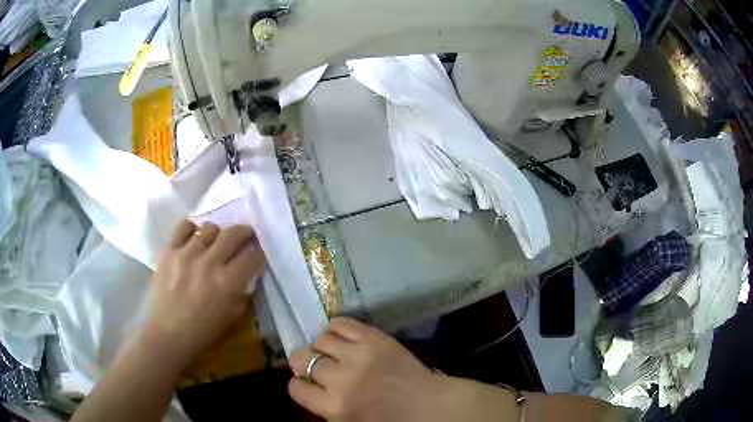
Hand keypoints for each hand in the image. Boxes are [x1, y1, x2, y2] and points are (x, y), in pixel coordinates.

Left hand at [139, 220, 265, 367]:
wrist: (168, 332)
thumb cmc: (202, 330)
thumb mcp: (231, 316)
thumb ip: (241, 292)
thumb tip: (245, 275)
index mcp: (227, 282)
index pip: (252, 256)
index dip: (259, 254)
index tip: (257, 255)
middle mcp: (209, 263)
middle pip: (233, 234)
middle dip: (245, 233)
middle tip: (245, 235)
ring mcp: (187, 254)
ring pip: (209, 228)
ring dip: (217, 233)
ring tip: (215, 241)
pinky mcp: (169, 251)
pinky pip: (184, 227)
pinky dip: (192, 229)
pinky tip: (194, 237)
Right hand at [288, 318, 447, 420]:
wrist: (429, 406)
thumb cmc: (391, 421)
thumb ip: (325, 407)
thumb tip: (310, 387)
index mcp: (333, 407)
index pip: (296, 389)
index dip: (298, 384)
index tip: (305, 382)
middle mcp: (340, 379)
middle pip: (304, 360)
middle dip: (303, 361)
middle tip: (313, 363)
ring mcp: (357, 355)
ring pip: (321, 340)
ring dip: (321, 346)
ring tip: (331, 350)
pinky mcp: (374, 338)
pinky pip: (342, 323)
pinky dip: (336, 327)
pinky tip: (339, 334)